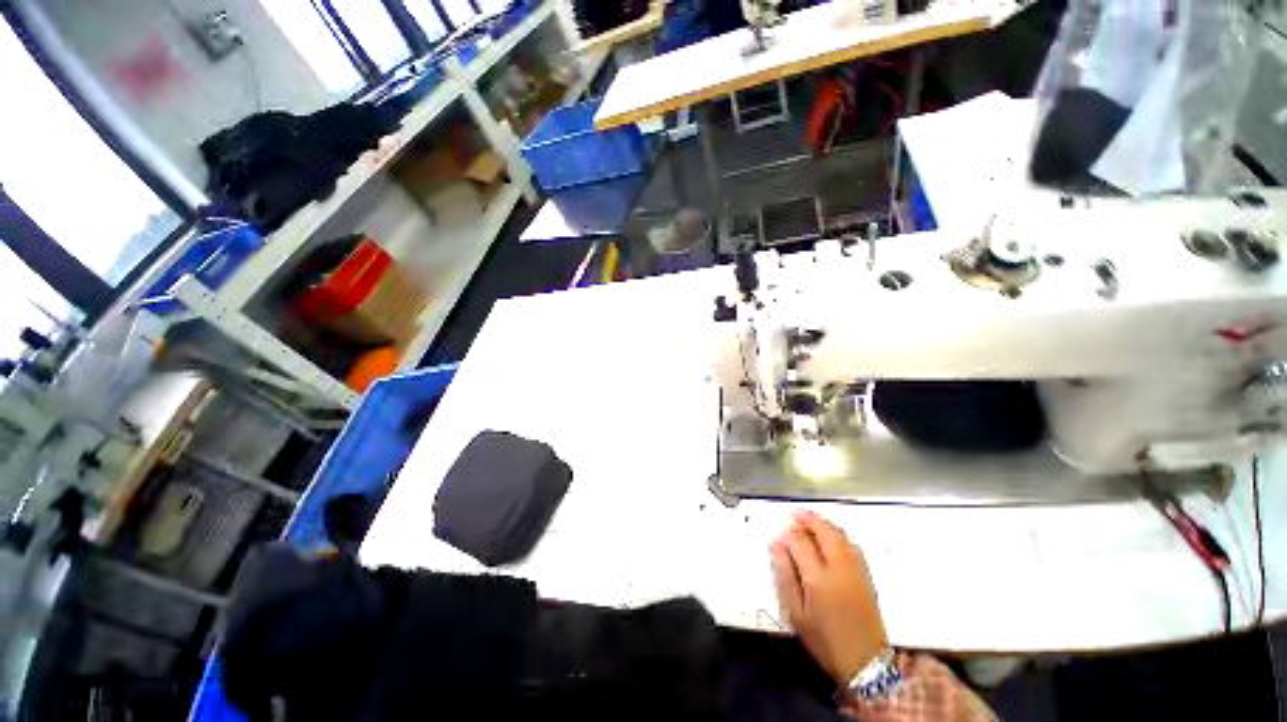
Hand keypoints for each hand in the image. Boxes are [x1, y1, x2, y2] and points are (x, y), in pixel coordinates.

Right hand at [770, 509, 887, 686]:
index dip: (788, 535)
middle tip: (795, 514)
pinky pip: (851, 544)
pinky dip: (837, 533)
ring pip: (840, 535)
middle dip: (808, 519)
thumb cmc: (825, 640)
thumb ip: (785, 575)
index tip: (779, 534)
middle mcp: (840, 568)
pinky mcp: (866, 574)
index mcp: (819, 578)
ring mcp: (856, 570)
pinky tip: (830, 536)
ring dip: (823, 524)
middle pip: (824, 532)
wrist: (866, 663)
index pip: (800, 542)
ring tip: (809, 520)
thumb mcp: (796, 613)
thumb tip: (777, 546)